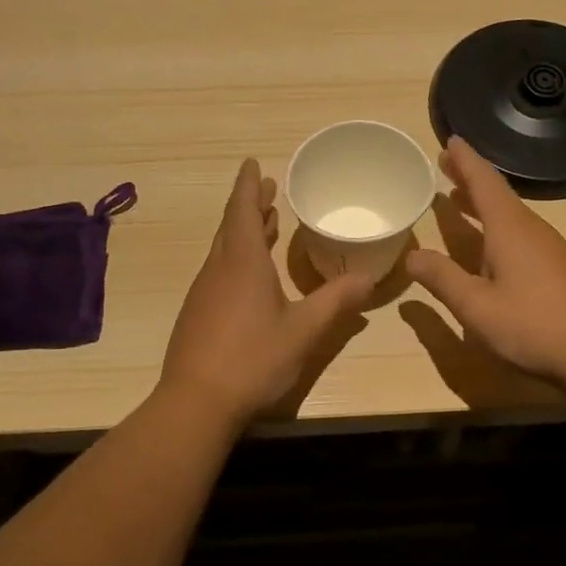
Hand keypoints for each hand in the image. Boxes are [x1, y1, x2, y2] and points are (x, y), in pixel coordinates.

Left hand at [160, 159, 372, 424]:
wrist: (196, 402)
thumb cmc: (253, 359)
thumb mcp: (303, 331)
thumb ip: (336, 302)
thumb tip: (369, 279)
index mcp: (242, 263)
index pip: (243, 210)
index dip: (249, 185)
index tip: (253, 163)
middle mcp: (218, 269)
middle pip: (232, 226)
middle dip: (250, 204)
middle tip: (269, 189)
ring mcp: (204, 292)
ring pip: (225, 249)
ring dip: (244, 231)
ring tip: (266, 224)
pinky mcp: (197, 314)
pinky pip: (219, 271)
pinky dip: (237, 257)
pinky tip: (250, 276)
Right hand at [406, 137, 565, 387]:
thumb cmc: (533, 325)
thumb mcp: (475, 307)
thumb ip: (442, 279)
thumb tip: (411, 256)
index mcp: (509, 229)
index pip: (484, 182)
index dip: (465, 161)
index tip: (450, 140)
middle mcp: (531, 230)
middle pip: (497, 194)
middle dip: (470, 178)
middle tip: (445, 164)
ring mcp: (550, 249)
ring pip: (510, 215)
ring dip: (483, 204)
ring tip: (459, 199)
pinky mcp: (559, 269)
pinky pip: (520, 234)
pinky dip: (497, 227)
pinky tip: (489, 248)